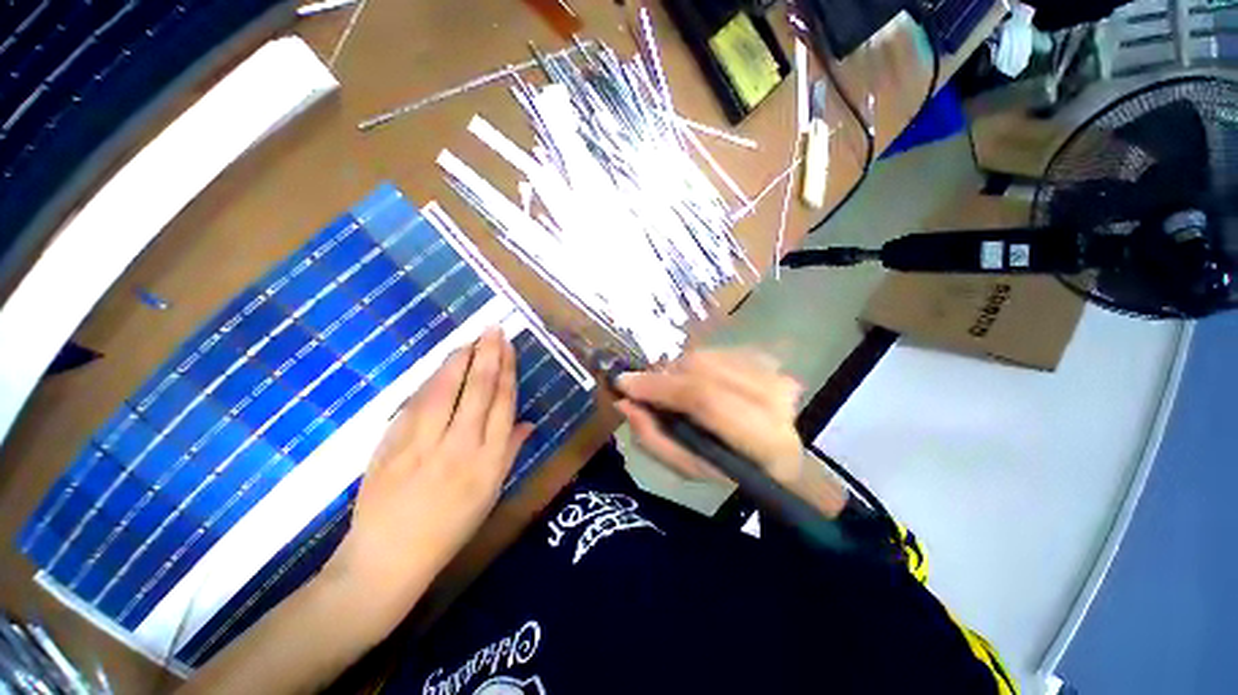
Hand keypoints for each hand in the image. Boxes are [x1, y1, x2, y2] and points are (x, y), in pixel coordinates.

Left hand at [321, 327, 532, 629]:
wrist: (389, 557)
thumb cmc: (450, 527)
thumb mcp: (490, 493)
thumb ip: (510, 452)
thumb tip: (528, 422)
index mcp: (489, 461)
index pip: (502, 403)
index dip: (507, 371)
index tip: (507, 348)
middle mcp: (461, 447)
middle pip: (478, 390)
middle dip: (487, 355)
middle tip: (493, 330)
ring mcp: (424, 444)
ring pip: (446, 391)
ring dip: (459, 361)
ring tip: (469, 341)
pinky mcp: (393, 445)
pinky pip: (417, 404)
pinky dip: (431, 381)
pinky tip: (440, 368)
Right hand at [615, 349, 805, 486]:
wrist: (774, 451)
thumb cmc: (728, 467)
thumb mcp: (687, 467)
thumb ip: (654, 439)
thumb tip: (624, 403)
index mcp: (762, 441)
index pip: (704, 399)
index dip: (660, 387)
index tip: (624, 383)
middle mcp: (775, 400)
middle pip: (702, 369)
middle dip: (664, 376)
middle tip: (644, 388)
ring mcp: (774, 372)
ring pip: (706, 356)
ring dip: (678, 370)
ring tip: (671, 389)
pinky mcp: (766, 359)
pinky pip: (714, 351)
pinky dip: (694, 363)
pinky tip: (695, 380)